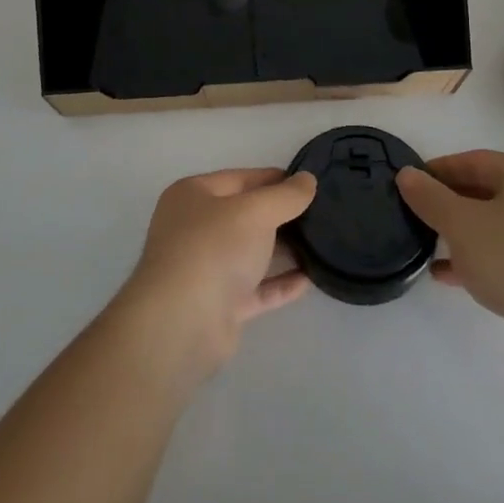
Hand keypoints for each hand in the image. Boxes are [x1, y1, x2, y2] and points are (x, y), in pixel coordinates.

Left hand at [114, 168, 317, 380]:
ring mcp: (205, 268)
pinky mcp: (219, 305)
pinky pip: (255, 288)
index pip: (240, 178)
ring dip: (283, 250)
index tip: (309, 184)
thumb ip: (285, 196)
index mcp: (192, 196)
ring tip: (321, 244)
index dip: (274, 179)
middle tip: (320, 214)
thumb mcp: (254, 211)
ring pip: (250, 253)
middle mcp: (195, 228)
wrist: (183, 323)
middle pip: (244, 216)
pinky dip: (279, 283)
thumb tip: (308, 179)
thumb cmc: (213, 249)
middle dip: (280, 215)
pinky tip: (309, 279)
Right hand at [397, 150, 503, 385]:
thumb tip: (407, 175)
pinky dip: (477, 260)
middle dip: (448, 203)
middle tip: (415, 214)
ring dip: (460, 235)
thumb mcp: (461, 223)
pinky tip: (447, 275)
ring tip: (426, 245)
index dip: (439, 169)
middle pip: (485, 192)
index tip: (409, 184)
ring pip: (494, 227)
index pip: (474, 161)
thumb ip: (430, 197)